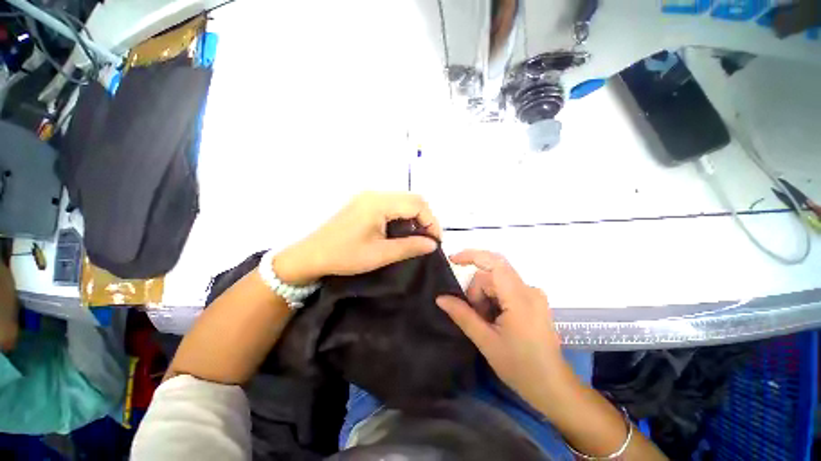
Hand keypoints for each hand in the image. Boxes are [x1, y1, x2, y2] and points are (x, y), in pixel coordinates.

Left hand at [274, 192, 441, 284]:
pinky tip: (402, 231)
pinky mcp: (365, 203)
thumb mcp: (380, 254)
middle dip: (425, 218)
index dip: (431, 221)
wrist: (311, 256)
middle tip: (428, 240)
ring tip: (417, 237)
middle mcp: (375, 194)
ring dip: (414, 217)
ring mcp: (369, 197)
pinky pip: (392, 205)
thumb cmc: (345, 256)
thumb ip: (409, 247)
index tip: (435, 241)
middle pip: (412, 199)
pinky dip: (403, 217)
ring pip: (403, 201)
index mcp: (378, 203)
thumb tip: (432, 244)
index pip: (417, 204)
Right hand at [436, 250, 573, 406]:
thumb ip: (462, 315)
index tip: (452, 261)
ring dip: (485, 298)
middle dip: (477, 292)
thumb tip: (440, 298)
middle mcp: (529, 289)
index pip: (494, 262)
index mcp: (519, 297)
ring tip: (488, 323)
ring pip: (497, 283)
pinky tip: (496, 321)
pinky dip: (494, 300)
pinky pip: (505, 290)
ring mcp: (533, 294)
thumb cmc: (521, 367)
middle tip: (477, 318)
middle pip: (491, 275)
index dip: (471, 255)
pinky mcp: (533, 301)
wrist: (553, 388)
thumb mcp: (486, 341)